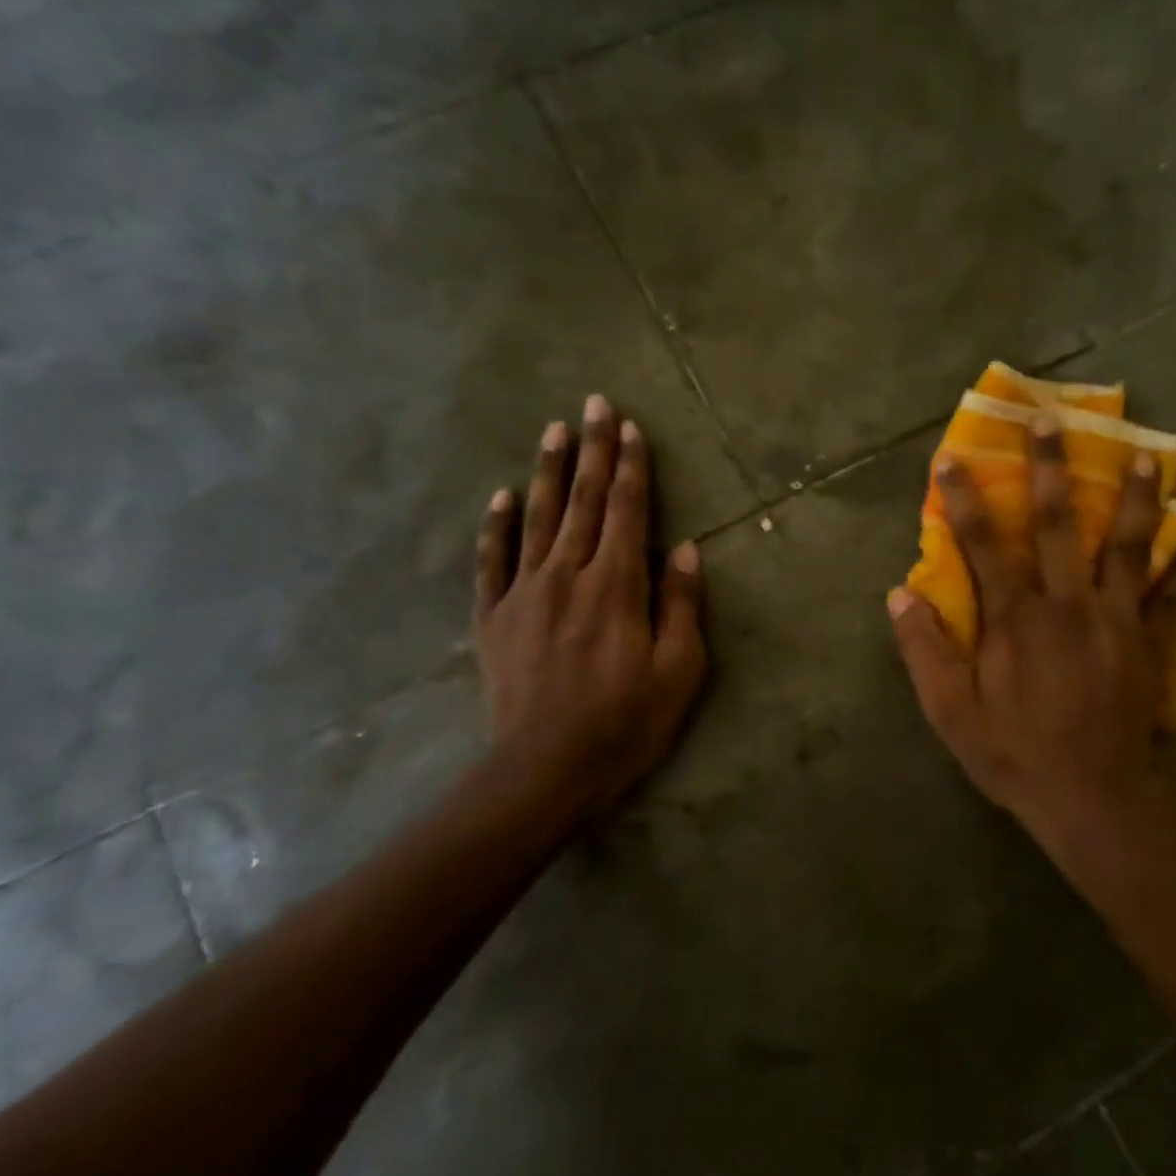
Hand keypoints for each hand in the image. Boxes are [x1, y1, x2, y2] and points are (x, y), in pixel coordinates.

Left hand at [471, 396, 707, 818]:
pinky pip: (492, 561)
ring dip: (547, 471)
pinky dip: (496, 526)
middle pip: (582, 501)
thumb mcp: (678, 671)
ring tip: (554, 430)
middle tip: (594, 404)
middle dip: (592, 449)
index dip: (630, 466)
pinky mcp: (494, 618)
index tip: (631, 427)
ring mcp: (524, 594)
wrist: (543, 771)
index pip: (626, 510)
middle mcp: (568, 575)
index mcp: (617, 586)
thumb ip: (680, 605)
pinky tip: (500, 496)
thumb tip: (683, 549)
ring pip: (537, 518)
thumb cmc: (624, 724)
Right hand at [889, 415, 1175, 845]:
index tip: (954, 456)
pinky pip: (1166, 593)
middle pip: (1059, 524)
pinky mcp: (1146, 641)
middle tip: (1053, 420)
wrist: (1095, 799)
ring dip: (1133, 498)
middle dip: (1051, 468)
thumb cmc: (1017, 755)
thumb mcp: (951, 713)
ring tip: (1145, 456)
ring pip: (1125, 545)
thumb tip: (898, 595)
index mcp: (1015, 619)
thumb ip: (925, 651)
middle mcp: (1066, 604)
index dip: (965, 498)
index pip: (983, 544)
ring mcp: (1113, 619)